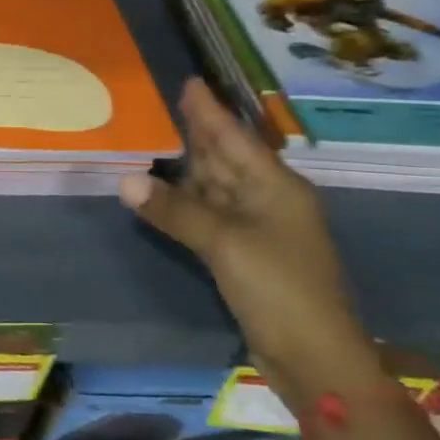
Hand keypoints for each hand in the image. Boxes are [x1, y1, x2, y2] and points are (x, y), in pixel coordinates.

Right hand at [119, 79, 372, 393]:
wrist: (315, 357)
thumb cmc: (278, 288)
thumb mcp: (224, 243)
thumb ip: (175, 210)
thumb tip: (125, 181)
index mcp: (275, 187)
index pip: (234, 138)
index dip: (210, 111)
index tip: (190, 82)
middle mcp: (268, 200)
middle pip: (227, 158)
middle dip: (201, 131)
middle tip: (172, 103)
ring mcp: (258, 229)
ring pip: (218, 186)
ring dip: (191, 165)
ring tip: (163, 138)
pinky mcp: (245, 255)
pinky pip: (210, 214)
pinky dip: (187, 200)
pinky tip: (168, 192)